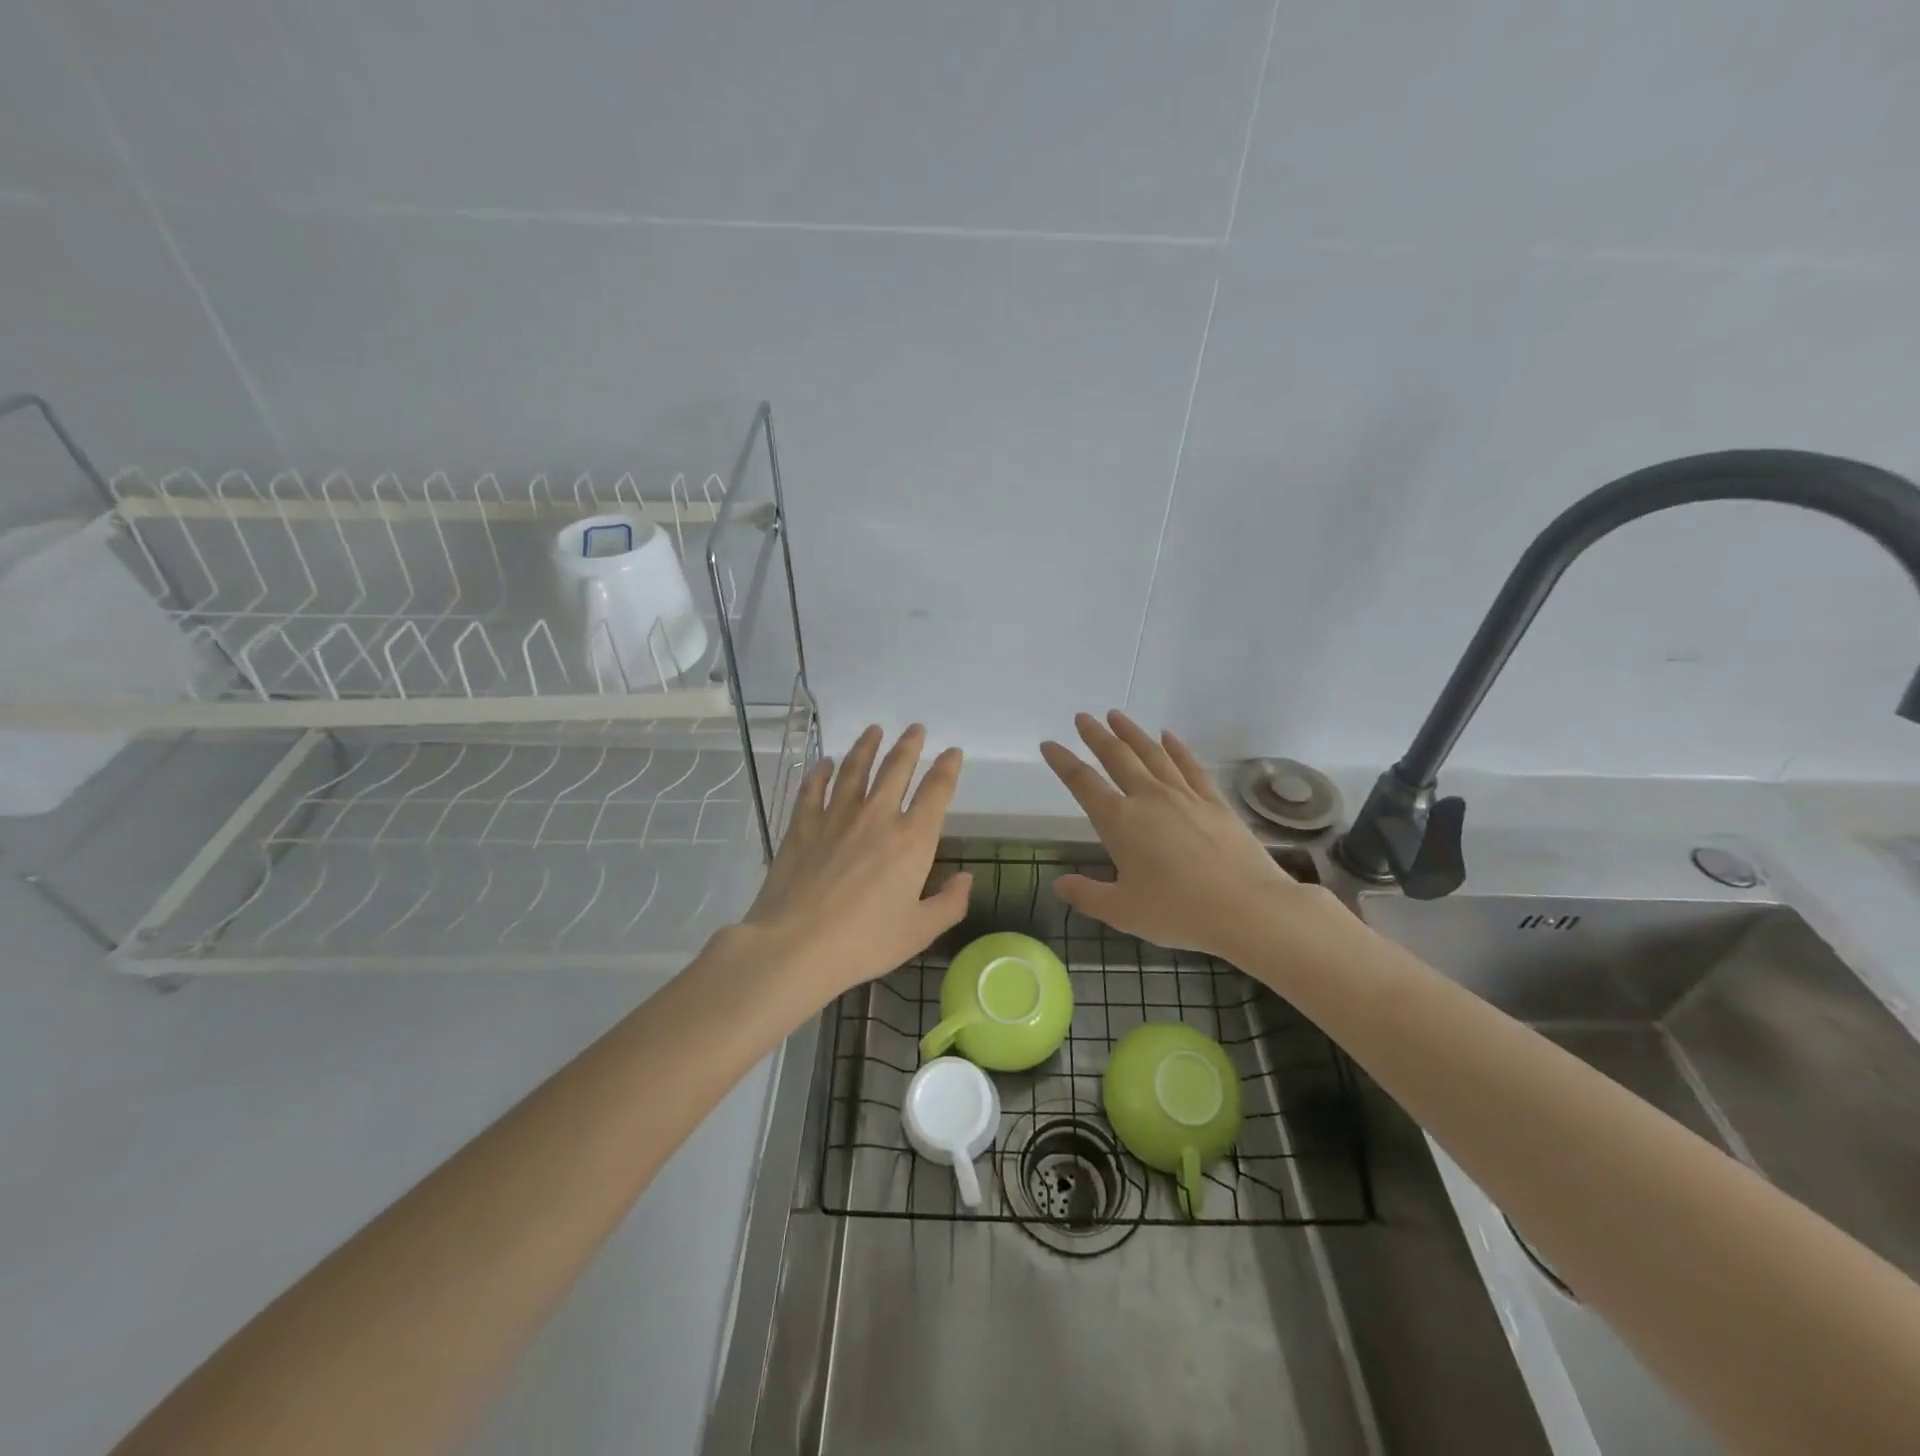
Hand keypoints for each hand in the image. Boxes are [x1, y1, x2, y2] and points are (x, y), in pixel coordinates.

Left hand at [741, 724, 970, 1006]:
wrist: (796, 945)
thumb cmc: (864, 942)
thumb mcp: (919, 932)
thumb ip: (949, 903)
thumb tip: (966, 878)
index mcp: (912, 840)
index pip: (936, 791)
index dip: (947, 768)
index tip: (953, 752)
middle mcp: (877, 816)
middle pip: (896, 768)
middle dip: (909, 745)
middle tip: (916, 729)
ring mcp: (836, 816)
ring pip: (855, 768)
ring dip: (867, 746)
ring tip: (874, 730)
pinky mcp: (803, 825)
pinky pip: (814, 788)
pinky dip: (821, 772)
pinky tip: (824, 762)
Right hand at [1040, 710, 1336, 960]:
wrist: (1247, 908)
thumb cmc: (1178, 912)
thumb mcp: (1122, 911)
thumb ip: (1087, 894)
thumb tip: (1059, 884)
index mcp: (1120, 822)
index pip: (1083, 783)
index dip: (1063, 762)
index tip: (1049, 744)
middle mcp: (1149, 798)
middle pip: (1117, 757)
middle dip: (1096, 736)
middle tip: (1083, 717)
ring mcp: (1185, 796)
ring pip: (1152, 753)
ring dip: (1132, 732)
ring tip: (1117, 715)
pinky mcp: (1214, 802)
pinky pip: (1190, 766)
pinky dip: (1177, 748)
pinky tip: (1168, 736)